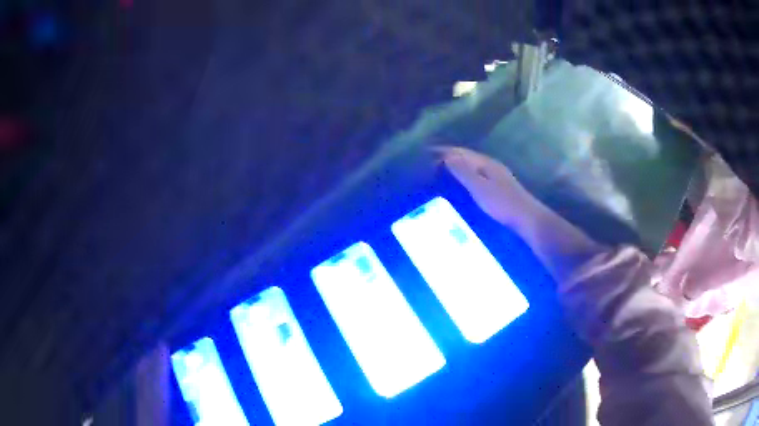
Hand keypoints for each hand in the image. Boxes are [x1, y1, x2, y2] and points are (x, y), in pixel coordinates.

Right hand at [434, 146, 535, 226]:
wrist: (526, 219)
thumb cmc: (503, 203)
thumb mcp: (480, 187)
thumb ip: (464, 172)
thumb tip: (447, 156)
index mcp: (486, 163)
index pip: (461, 152)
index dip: (444, 150)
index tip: (426, 152)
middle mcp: (490, 166)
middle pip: (466, 157)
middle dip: (448, 157)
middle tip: (428, 163)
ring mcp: (495, 177)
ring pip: (471, 167)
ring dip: (456, 167)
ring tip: (438, 172)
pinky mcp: (497, 189)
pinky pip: (475, 177)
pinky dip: (463, 177)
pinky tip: (458, 186)